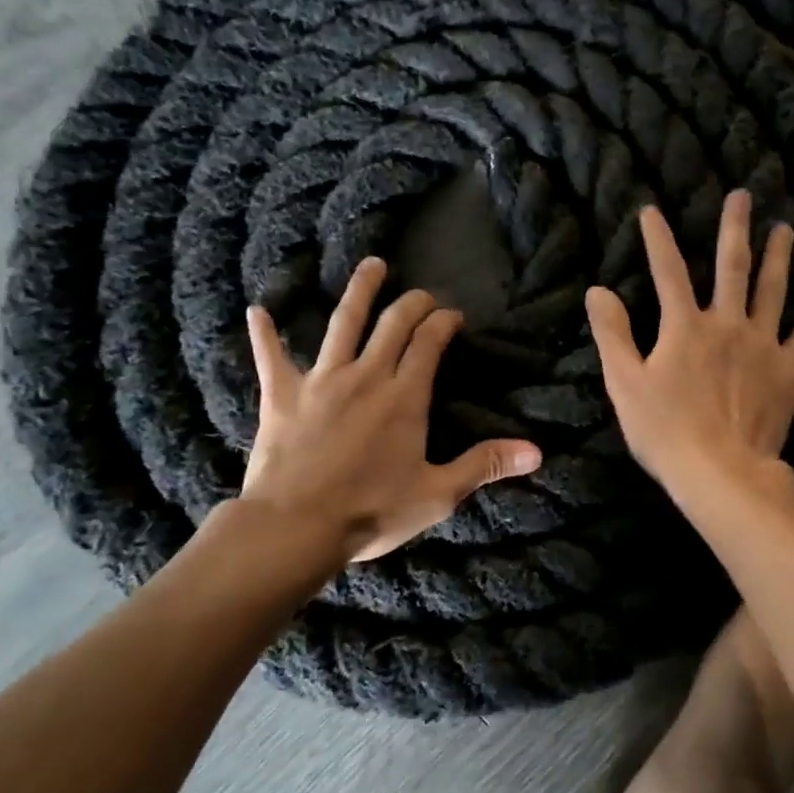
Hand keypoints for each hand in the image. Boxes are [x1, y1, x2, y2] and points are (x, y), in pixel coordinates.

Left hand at [241, 258, 542, 562]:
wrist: (296, 526)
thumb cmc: (372, 511)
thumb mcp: (438, 494)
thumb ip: (485, 465)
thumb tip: (536, 451)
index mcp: (405, 396)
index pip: (429, 342)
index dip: (444, 322)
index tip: (454, 316)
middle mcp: (366, 375)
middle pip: (393, 323)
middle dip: (413, 302)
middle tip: (423, 294)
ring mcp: (321, 380)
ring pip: (343, 322)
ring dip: (360, 291)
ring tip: (372, 265)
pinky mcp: (282, 394)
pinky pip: (271, 355)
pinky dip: (265, 333)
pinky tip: (257, 310)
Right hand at [585, 189, 793, 501]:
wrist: (720, 471)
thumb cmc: (665, 431)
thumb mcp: (625, 383)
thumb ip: (612, 335)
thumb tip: (597, 290)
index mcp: (685, 327)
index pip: (667, 271)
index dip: (657, 239)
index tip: (652, 209)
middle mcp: (727, 324)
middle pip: (732, 267)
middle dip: (734, 228)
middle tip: (744, 195)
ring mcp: (763, 345)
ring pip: (773, 290)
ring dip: (779, 257)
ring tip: (785, 228)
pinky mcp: (789, 371)